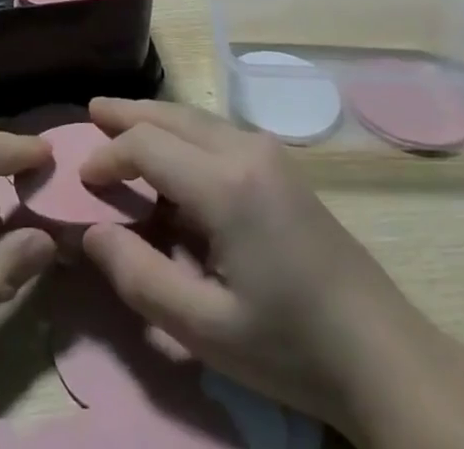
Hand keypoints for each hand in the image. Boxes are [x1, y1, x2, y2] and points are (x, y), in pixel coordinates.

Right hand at [78, 100, 420, 440]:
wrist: (380, 351)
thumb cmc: (290, 346)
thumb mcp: (206, 329)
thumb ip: (141, 278)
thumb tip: (91, 233)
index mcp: (225, 184)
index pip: (148, 146)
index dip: (109, 156)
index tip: (83, 179)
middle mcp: (245, 150)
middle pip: (172, 116)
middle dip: (128, 114)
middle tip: (91, 111)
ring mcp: (268, 152)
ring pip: (197, 118)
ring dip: (156, 118)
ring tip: (121, 121)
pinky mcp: (281, 164)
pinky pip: (218, 131)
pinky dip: (183, 131)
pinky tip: (172, 150)